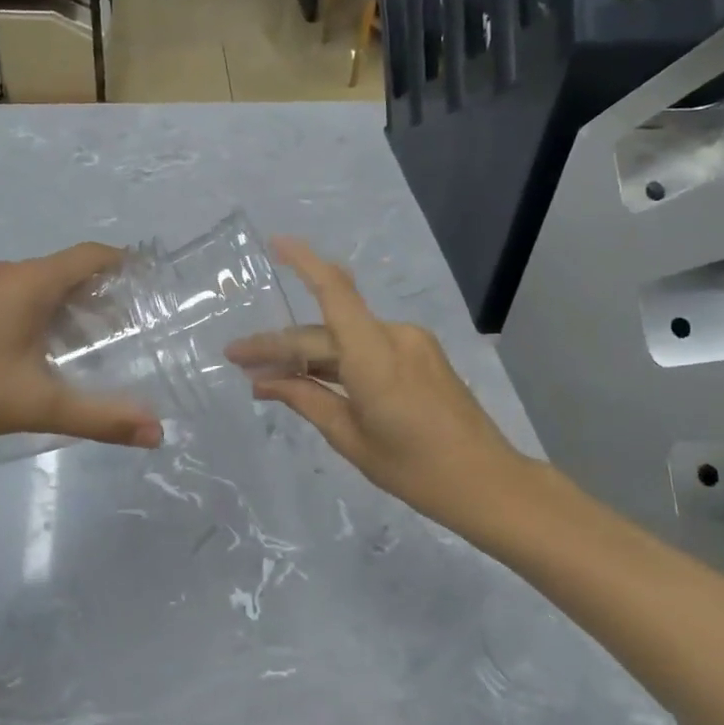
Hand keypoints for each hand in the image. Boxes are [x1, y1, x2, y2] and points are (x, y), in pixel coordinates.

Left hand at [0, 244, 163, 448]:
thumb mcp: (37, 405)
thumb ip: (99, 418)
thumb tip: (157, 432)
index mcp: (33, 282)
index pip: (94, 255)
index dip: (127, 265)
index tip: (155, 288)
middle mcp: (12, 274)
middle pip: (72, 269)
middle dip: (106, 292)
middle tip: (134, 328)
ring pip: (45, 284)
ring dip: (75, 305)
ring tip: (99, 343)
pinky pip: (22, 296)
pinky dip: (47, 312)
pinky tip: (47, 351)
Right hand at [229, 238, 529, 535]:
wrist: (486, 481)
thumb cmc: (414, 469)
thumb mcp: (351, 438)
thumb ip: (306, 400)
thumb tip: (263, 382)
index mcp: (375, 356)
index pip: (334, 292)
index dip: (303, 262)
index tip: (275, 243)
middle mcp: (394, 336)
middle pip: (326, 329)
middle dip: (280, 345)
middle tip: (237, 357)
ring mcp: (412, 342)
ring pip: (346, 337)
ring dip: (309, 353)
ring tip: (265, 372)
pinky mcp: (421, 354)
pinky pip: (368, 347)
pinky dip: (338, 359)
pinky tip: (312, 376)